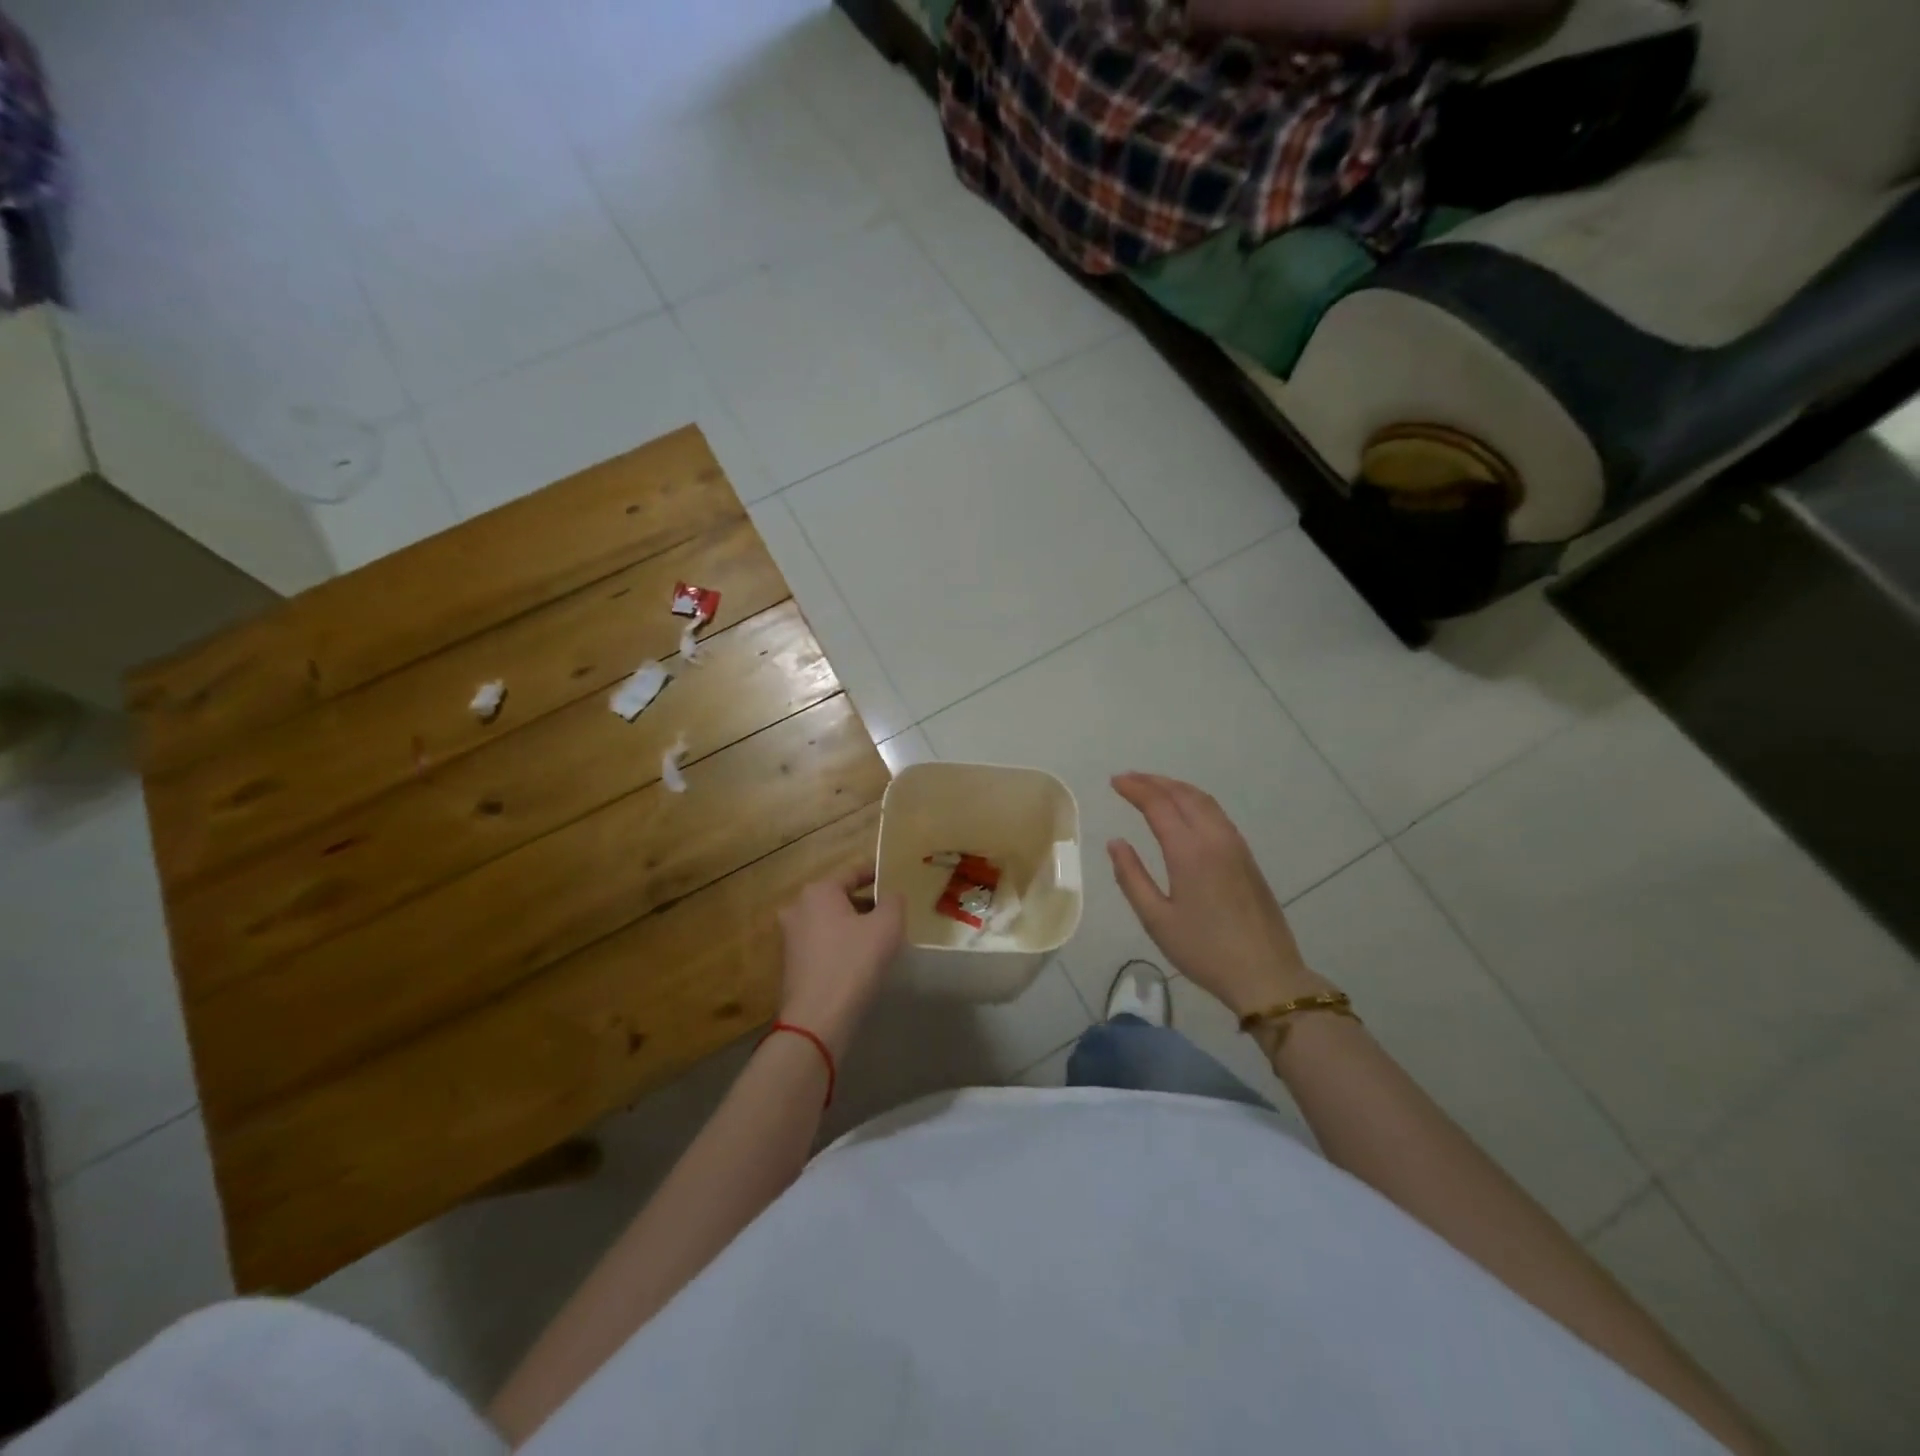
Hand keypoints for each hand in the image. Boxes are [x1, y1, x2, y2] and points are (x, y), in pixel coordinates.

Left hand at [776, 869, 905, 1058]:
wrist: (818, 1019)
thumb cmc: (854, 963)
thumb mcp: (887, 925)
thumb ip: (894, 901)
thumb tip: (890, 895)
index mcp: (818, 891)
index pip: (853, 872)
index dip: (876, 873)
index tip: (895, 877)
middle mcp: (798, 908)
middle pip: (840, 897)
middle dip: (866, 902)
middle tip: (892, 912)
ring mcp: (791, 937)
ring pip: (831, 921)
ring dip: (854, 925)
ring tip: (880, 938)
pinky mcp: (792, 963)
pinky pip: (823, 943)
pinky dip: (841, 944)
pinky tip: (861, 960)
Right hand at [1108, 773, 1330, 1017]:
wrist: (1266, 974)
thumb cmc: (1204, 950)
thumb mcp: (1156, 919)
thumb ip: (1132, 877)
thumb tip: (1116, 843)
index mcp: (1189, 851)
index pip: (1158, 804)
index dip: (1135, 789)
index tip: (1114, 781)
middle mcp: (1215, 838)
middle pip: (1183, 795)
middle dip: (1154, 782)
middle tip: (1128, 779)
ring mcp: (1236, 846)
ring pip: (1204, 801)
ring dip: (1176, 788)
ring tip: (1153, 787)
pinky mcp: (1247, 857)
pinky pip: (1217, 814)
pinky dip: (1194, 801)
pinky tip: (1184, 811)